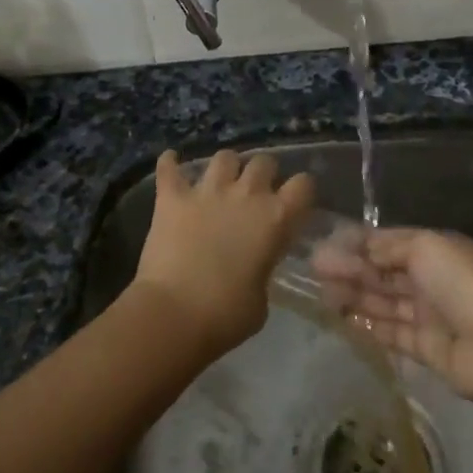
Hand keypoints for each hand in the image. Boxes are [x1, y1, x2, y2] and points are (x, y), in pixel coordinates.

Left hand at [132, 150, 315, 359]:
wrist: (174, 314)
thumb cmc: (226, 315)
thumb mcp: (261, 298)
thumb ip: (263, 270)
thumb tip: (253, 266)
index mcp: (275, 218)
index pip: (303, 184)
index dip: (300, 191)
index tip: (294, 202)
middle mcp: (246, 195)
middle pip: (263, 162)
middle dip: (263, 173)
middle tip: (255, 193)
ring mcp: (207, 191)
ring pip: (224, 157)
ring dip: (225, 167)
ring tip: (220, 181)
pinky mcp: (172, 197)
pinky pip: (169, 167)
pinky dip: (170, 164)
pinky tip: (170, 163)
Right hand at [313, 227, 472, 404]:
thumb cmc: (461, 283)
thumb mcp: (425, 247)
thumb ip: (388, 247)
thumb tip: (360, 248)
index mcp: (435, 250)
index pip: (390, 242)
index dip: (359, 243)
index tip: (326, 244)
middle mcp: (431, 280)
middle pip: (384, 272)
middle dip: (351, 269)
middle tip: (315, 270)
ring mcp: (429, 315)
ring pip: (384, 302)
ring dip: (354, 296)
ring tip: (322, 294)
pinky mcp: (425, 348)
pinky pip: (391, 333)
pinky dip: (368, 325)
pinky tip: (342, 319)